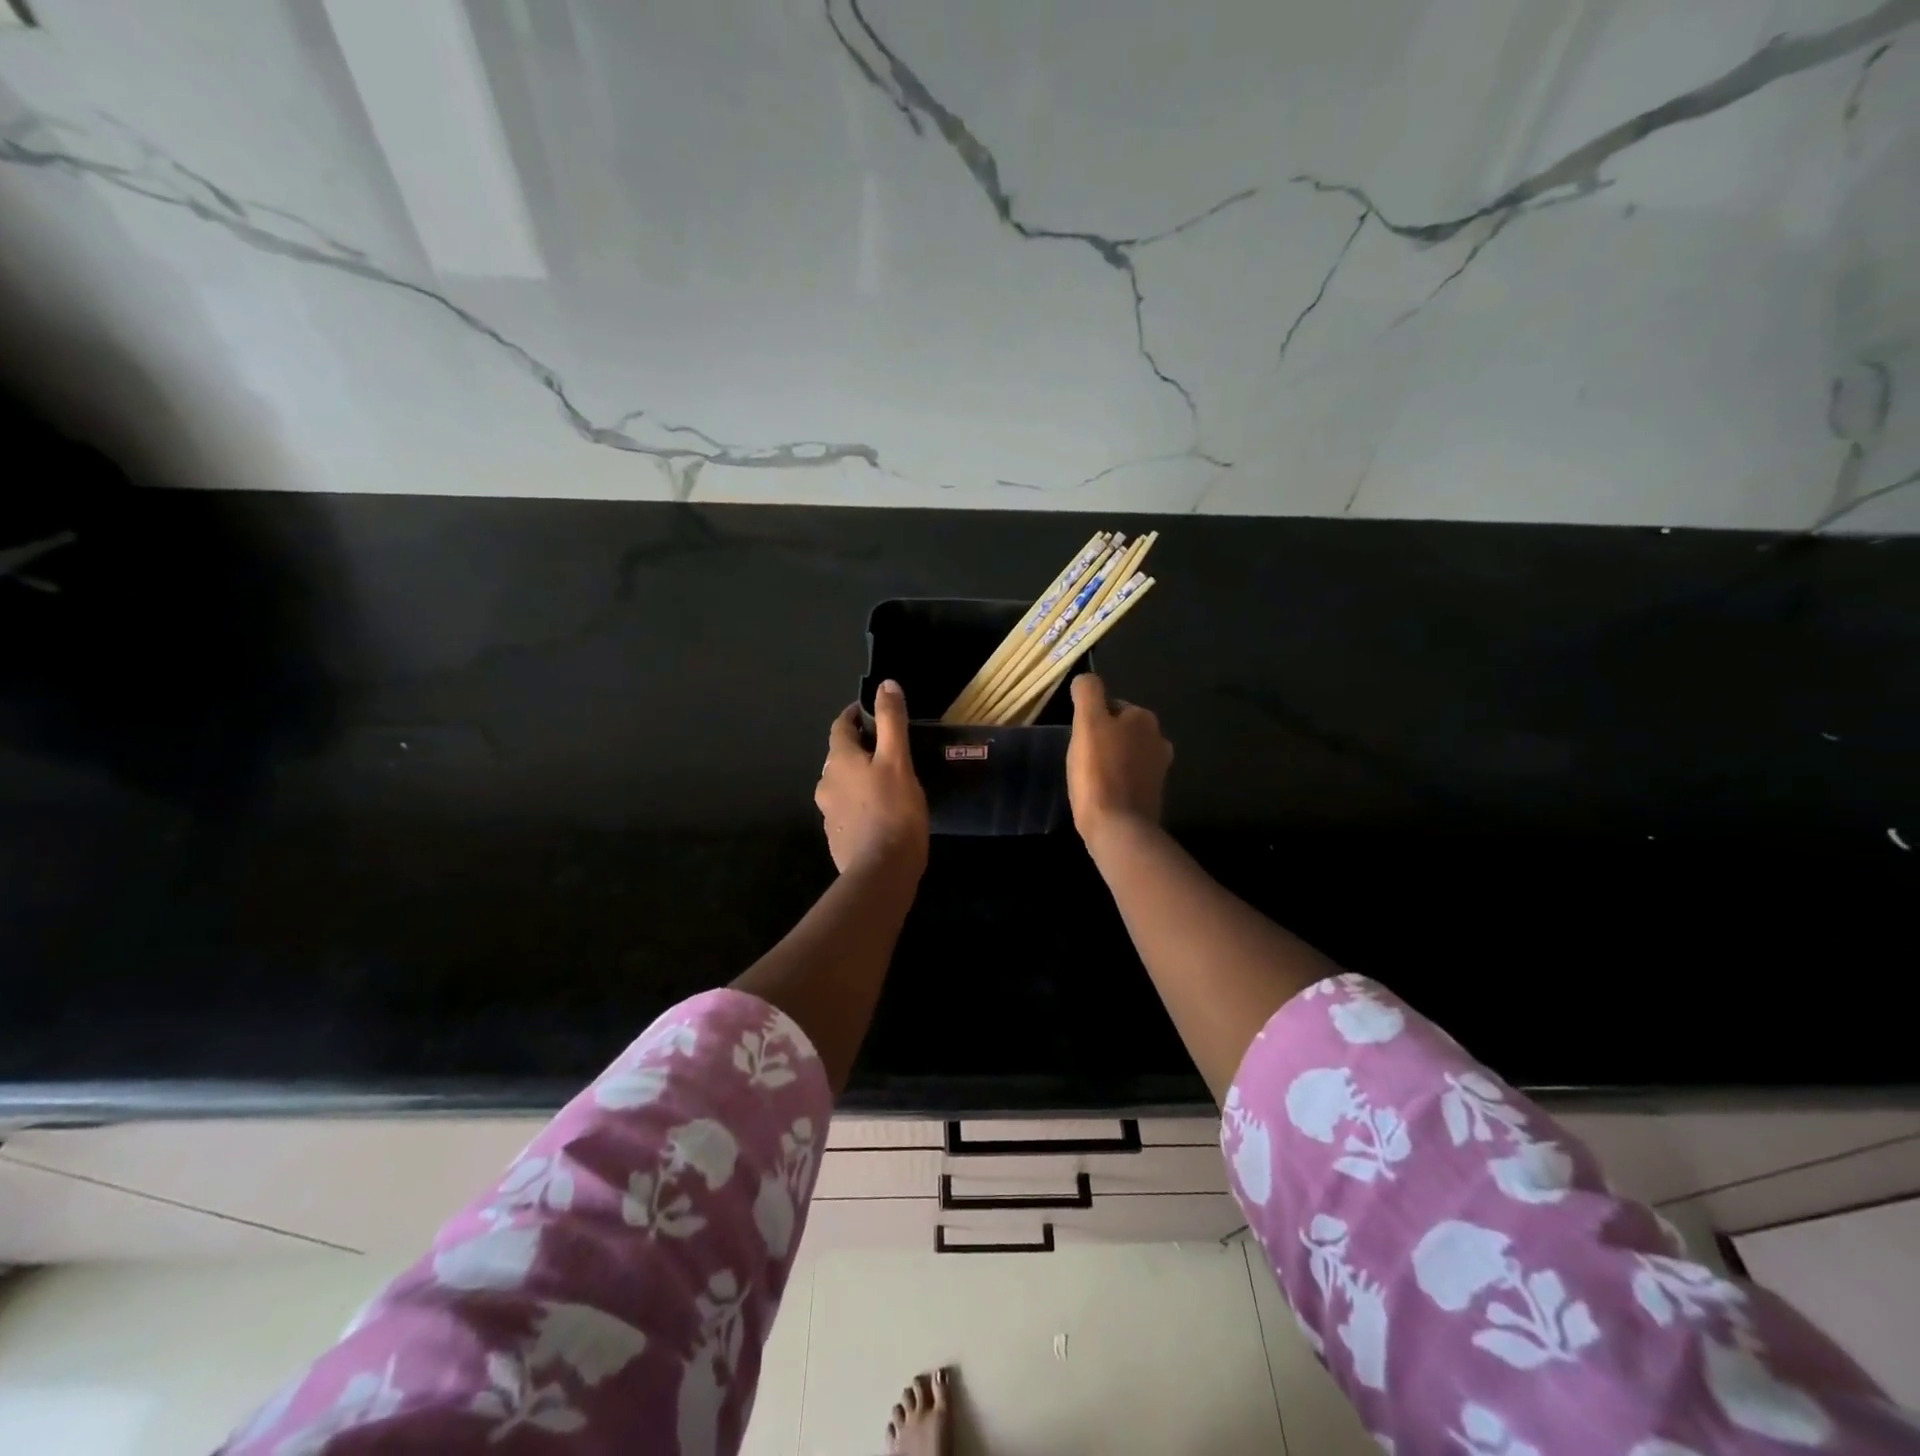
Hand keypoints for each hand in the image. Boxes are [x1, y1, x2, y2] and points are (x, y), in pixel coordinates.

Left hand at [816, 680, 929, 878]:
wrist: (881, 872)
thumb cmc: (893, 811)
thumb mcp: (898, 760)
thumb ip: (892, 721)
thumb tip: (886, 685)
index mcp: (839, 761)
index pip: (841, 726)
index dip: (855, 715)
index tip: (873, 712)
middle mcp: (826, 784)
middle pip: (841, 756)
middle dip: (861, 748)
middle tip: (889, 748)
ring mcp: (828, 813)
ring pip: (844, 784)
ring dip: (860, 777)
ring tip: (888, 781)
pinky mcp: (837, 837)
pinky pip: (848, 810)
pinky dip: (861, 803)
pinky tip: (882, 813)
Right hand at [1068, 673, 1172, 848]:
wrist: (1118, 827)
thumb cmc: (1098, 771)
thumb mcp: (1087, 723)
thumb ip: (1088, 693)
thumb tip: (1086, 679)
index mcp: (1144, 718)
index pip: (1111, 706)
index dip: (1091, 719)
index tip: (1078, 738)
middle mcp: (1158, 739)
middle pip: (1120, 730)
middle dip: (1103, 739)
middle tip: (1080, 756)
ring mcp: (1159, 770)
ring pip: (1126, 754)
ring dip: (1109, 760)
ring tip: (1088, 776)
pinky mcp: (1152, 795)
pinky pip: (1129, 778)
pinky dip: (1116, 781)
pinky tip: (1101, 793)